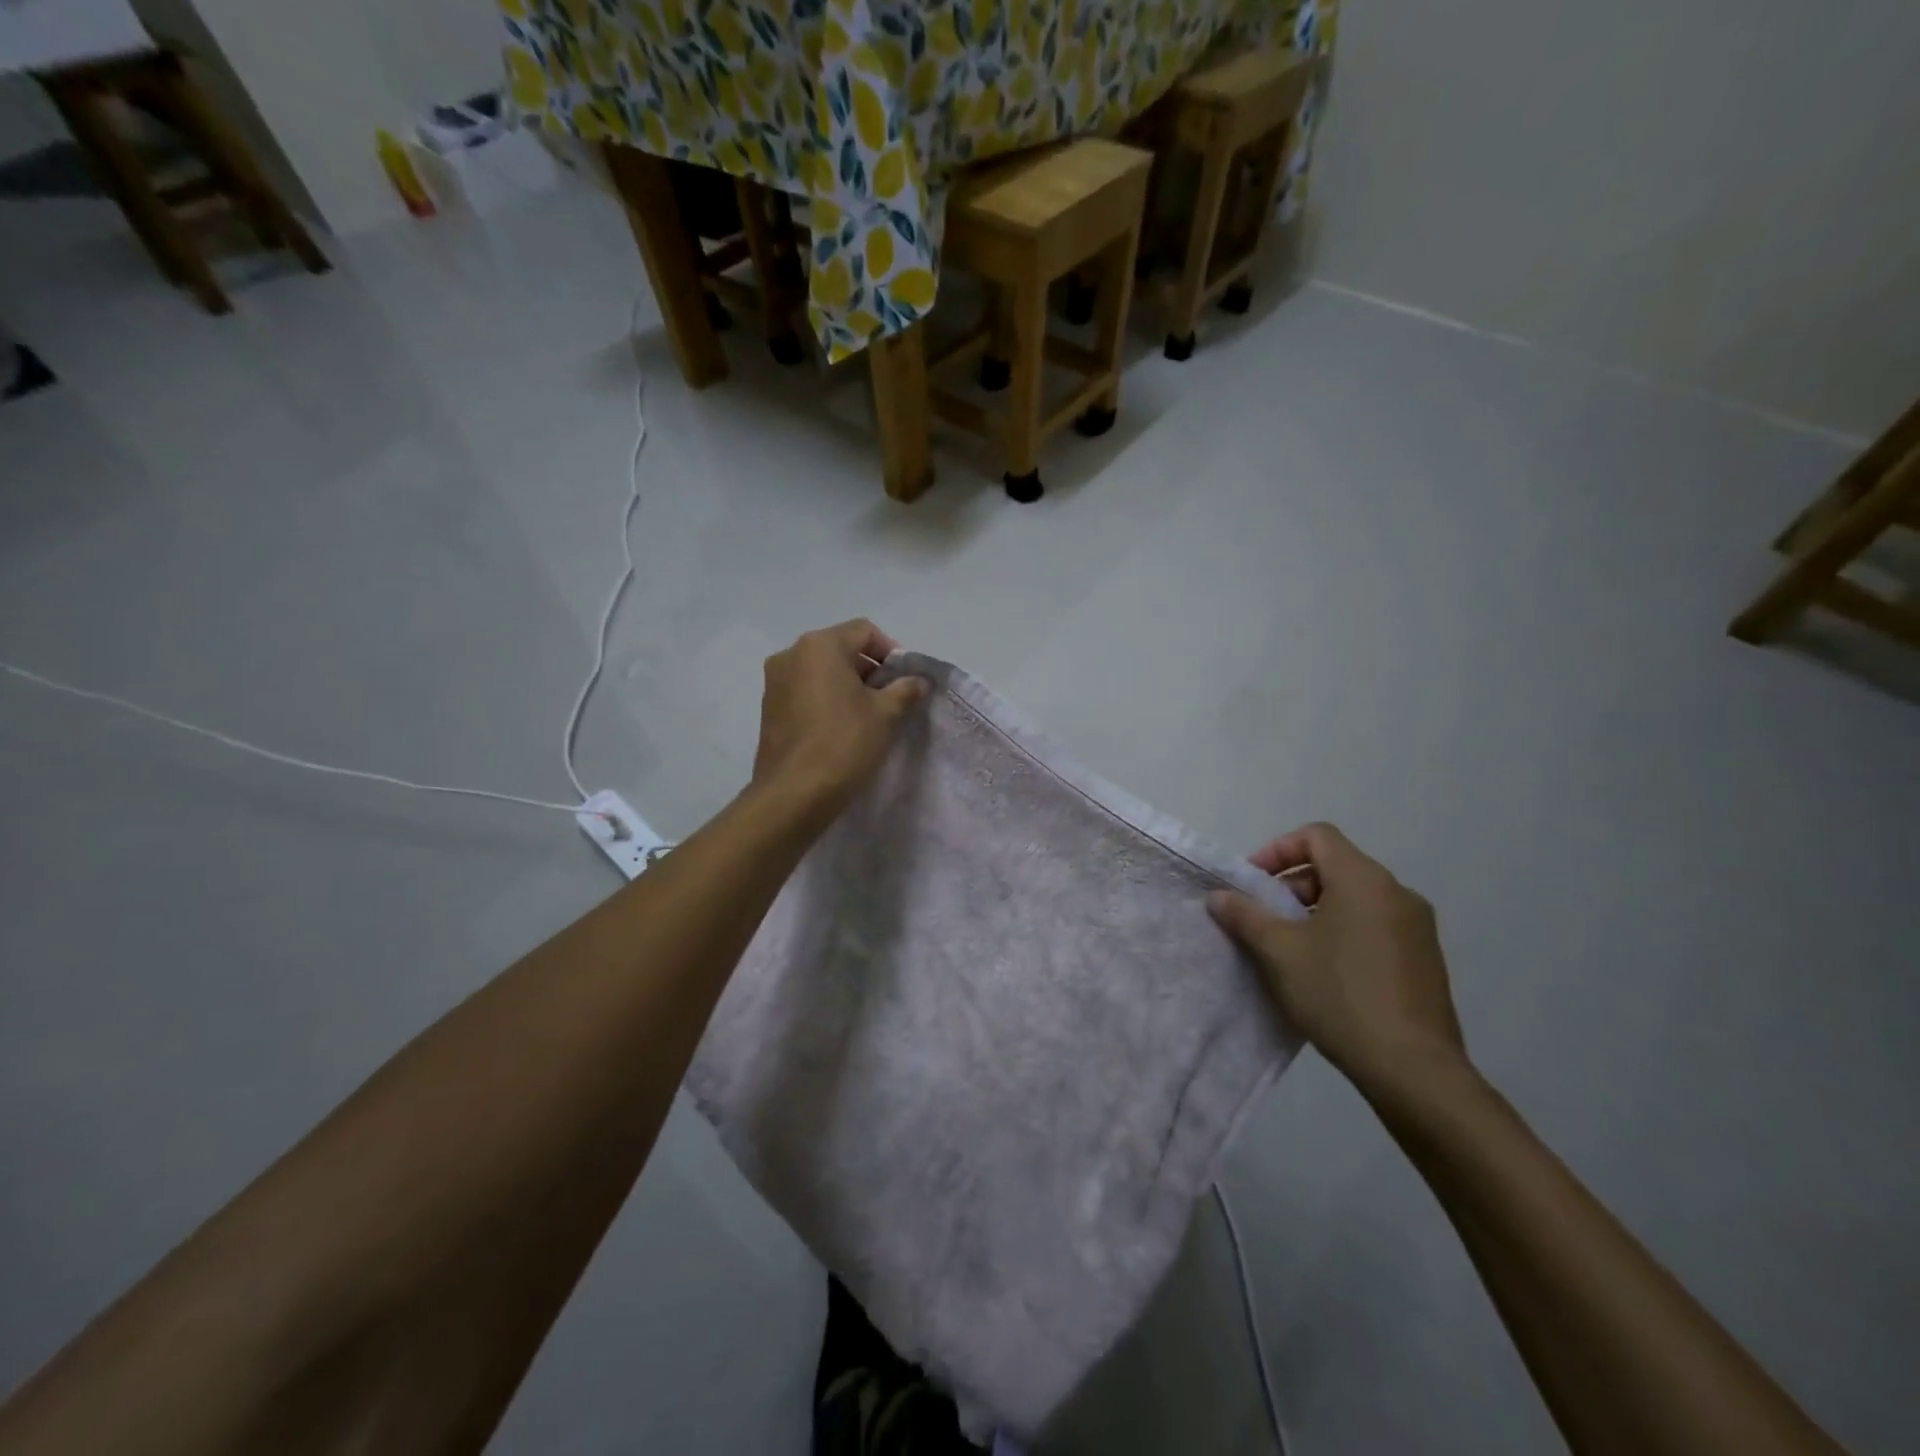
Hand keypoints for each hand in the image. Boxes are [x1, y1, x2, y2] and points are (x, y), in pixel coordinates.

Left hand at [750, 620, 926, 824]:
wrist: (794, 794)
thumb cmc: (844, 743)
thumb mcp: (886, 714)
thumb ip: (905, 690)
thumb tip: (918, 680)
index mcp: (820, 645)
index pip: (864, 631)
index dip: (891, 652)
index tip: (904, 681)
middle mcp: (791, 654)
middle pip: (841, 648)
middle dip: (870, 670)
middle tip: (891, 700)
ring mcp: (774, 682)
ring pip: (821, 671)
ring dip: (848, 685)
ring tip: (868, 717)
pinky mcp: (768, 708)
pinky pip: (805, 691)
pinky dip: (826, 700)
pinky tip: (841, 729)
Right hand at [1207, 823, 1466, 1095]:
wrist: (1413, 1069)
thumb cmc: (1339, 995)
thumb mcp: (1279, 952)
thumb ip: (1245, 915)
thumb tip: (1219, 896)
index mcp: (1364, 880)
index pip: (1317, 836)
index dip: (1277, 850)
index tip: (1253, 883)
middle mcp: (1397, 893)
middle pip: (1335, 865)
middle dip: (1293, 885)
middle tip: (1265, 918)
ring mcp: (1417, 927)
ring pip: (1355, 897)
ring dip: (1316, 910)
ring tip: (1290, 947)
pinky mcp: (1425, 959)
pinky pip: (1375, 925)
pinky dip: (1344, 931)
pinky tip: (1325, 972)